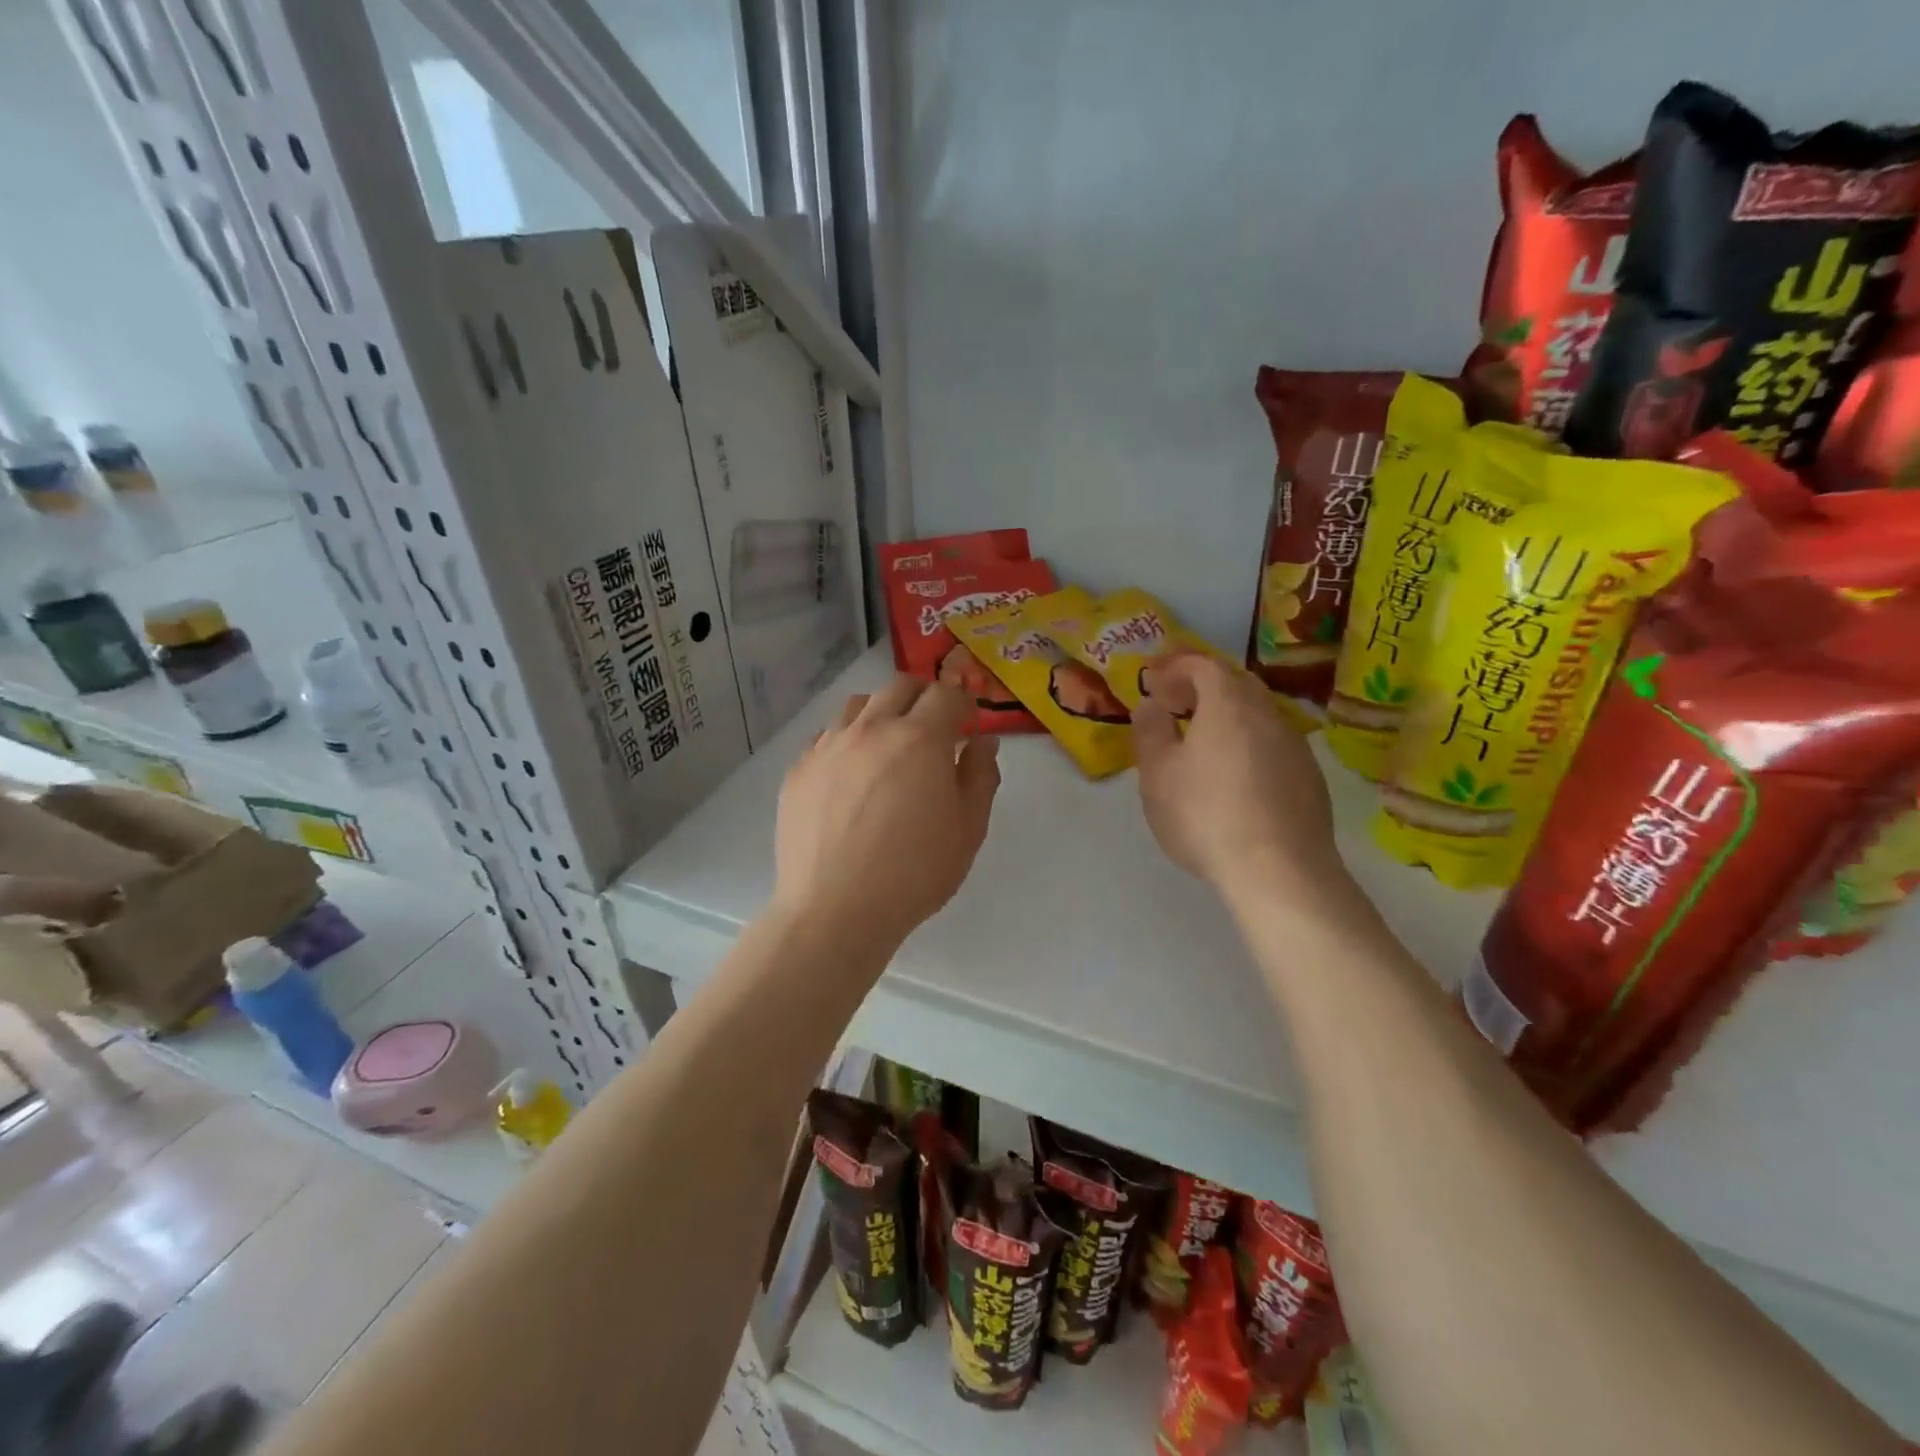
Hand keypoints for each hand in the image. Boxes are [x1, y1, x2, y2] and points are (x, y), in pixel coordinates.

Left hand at [773, 677, 1000, 952]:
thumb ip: (980, 776)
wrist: (835, 910)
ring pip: (858, 705)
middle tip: (933, 728)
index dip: (963, 702)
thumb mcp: (968, 829)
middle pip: (900, 686)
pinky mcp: (799, 769)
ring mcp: (828, 746)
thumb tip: (982, 742)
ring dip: (881, 713)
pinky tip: (851, 777)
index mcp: (919, 738)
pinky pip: (827, 737)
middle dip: (923, 697)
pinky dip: (847, 742)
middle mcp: (871, 729)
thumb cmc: (914, 873)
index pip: (946, 694)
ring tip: (888, 747)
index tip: (967, 722)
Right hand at [1132, 653, 1342, 900]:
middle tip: (1177, 705)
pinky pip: (1274, 744)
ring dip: (1229, 716)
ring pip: (1259, 714)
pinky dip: (1249, 744)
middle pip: (1237, 683)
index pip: (1203, 664)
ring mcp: (1295, 746)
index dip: (1176, 666)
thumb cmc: (1205, 814)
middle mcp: (1268, 715)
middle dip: (1204, 686)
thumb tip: (1152, 704)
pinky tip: (1236, 777)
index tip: (1154, 680)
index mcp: (1228, 705)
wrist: (1279, 870)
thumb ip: (1151, 731)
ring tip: (1203, 742)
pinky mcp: (1310, 778)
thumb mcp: (1158, 774)